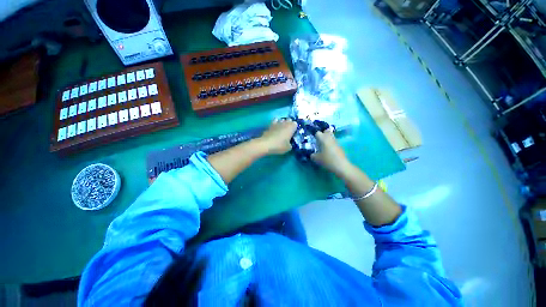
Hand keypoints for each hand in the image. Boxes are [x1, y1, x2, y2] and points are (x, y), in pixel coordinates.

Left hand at [258, 118, 297, 154]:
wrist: (266, 144)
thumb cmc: (279, 145)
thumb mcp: (288, 148)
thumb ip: (291, 144)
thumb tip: (289, 143)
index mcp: (291, 127)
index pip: (295, 124)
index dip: (294, 128)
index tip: (293, 134)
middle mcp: (284, 123)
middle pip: (289, 120)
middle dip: (289, 124)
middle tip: (288, 132)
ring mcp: (276, 123)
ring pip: (281, 120)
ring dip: (282, 123)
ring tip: (281, 130)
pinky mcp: (270, 125)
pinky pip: (274, 122)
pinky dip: (275, 124)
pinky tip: (274, 129)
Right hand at [311, 129, 352, 176]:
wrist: (341, 166)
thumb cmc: (327, 160)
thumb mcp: (316, 159)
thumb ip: (312, 155)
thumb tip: (312, 154)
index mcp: (323, 138)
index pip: (318, 133)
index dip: (315, 136)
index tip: (313, 141)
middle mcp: (330, 138)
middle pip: (326, 131)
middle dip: (323, 134)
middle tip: (319, 141)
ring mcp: (336, 142)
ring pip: (331, 136)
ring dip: (327, 139)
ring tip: (323, 146)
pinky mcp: (340, 146)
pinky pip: (334, 142)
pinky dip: (331, 144)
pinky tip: (328, 151)